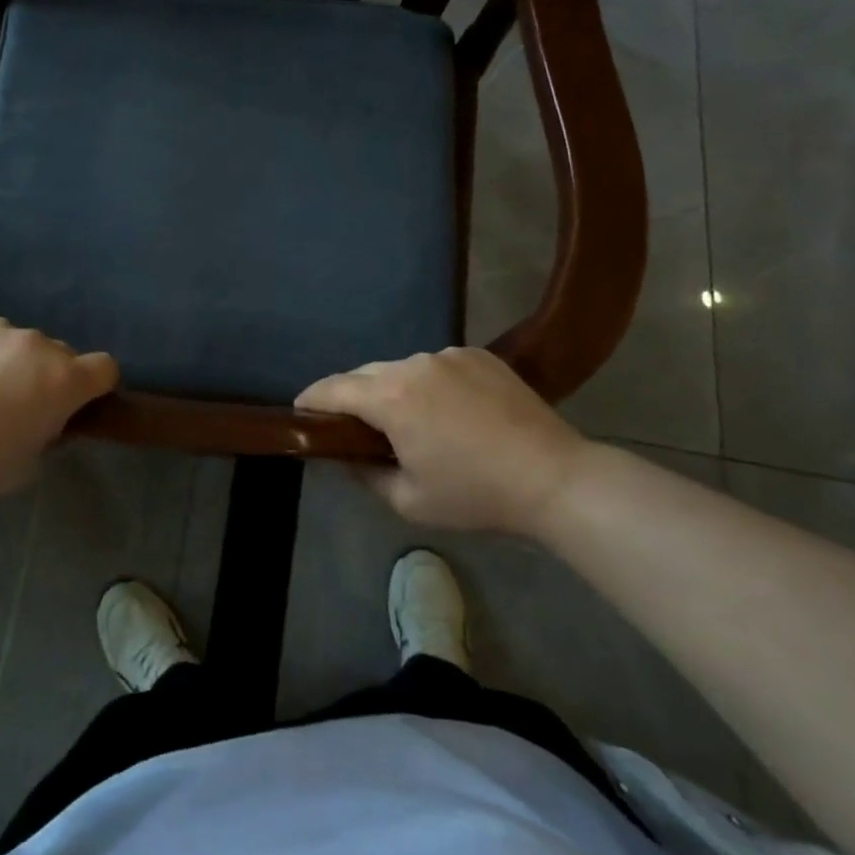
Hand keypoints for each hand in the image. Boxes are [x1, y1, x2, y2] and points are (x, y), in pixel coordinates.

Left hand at [0, 308, 118, 500]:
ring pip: (14, 340)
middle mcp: (38, 343)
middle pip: (57, 353)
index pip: (105, 368)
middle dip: (43, 374)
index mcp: (63, 380)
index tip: (74, 402)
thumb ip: (48, 433)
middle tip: (11, 401)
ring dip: (5, 358)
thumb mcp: (25, 465)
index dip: (94, 385)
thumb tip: (45, 417)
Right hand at [296, 347, 589, 536]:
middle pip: (366, 374)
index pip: (333, 389)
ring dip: (395, 390)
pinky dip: (431, 384)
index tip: (299, 410)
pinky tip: (451, 411)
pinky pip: (438, 366)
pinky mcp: (478, 354)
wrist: (555, 478)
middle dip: (353, 396)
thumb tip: (348, 456)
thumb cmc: (476, 494)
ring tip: (412, 421)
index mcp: (391, 397)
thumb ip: (366, 475)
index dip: (311, 399)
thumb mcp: (409, 500)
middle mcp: (413, 364)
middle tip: (356, 426)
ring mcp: (448, 354)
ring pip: (403, 368)